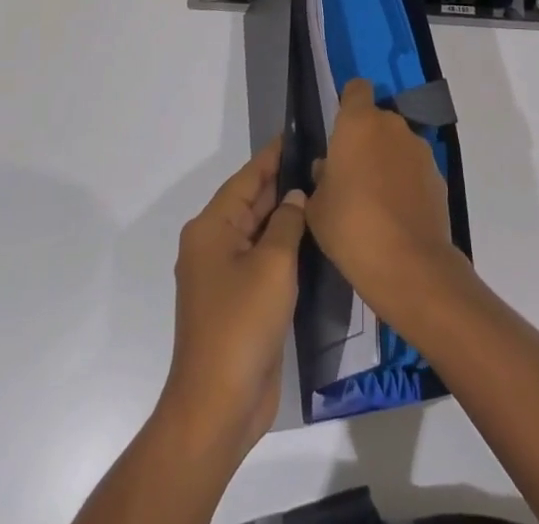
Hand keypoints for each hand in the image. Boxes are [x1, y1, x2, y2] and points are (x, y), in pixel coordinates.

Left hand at [162, 136, 306, 454]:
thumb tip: (296, 196)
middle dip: (284, 183)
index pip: (247, 178)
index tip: (300, 133)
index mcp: (212, 228)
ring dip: (288, 216)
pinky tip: (315, 238)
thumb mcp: (272, 264)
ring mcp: (225, 275)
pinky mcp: (240, 301)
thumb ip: (288, 222)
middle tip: (324, 162)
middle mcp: (214, 245)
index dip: (273, 155)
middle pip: (253, 202)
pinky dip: (286, 246)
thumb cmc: (242, 324)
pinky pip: (264, 260)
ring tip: (326, 192)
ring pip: (260, 231)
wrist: (219, 406)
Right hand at [305, 78, 463, 324]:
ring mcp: (420, 149)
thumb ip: (321, 179)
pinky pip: (414, 170)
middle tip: (351, 175)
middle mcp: (392, 125)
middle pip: (377, 120)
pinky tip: (396, 215)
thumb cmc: (351, 226)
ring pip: (397, 145)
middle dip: (365, 140)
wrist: (409, 264)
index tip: (339, 129)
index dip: (348, 103)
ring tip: (375, 200)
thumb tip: (329, 168)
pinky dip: (406, 183)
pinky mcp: (438, 175)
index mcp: (359, 123)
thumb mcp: (317, 207)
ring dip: (387, 161)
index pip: (356, 89)